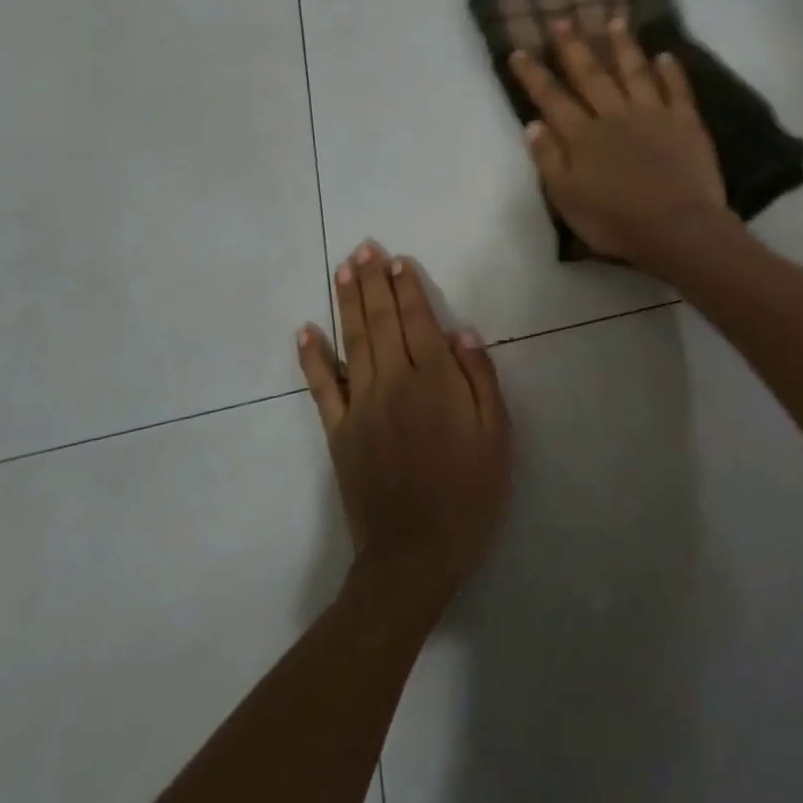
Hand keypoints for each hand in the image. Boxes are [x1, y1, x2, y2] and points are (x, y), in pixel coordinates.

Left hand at [298, 242, 511, 601]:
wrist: (414, 555)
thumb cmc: (468, 496)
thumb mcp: (496, 439)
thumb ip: (481, 382)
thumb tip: (461, 333)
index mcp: (436, 384)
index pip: (418, 322)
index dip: (408, 289)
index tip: (397, 260)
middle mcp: (394, 384)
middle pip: (381, 322)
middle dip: (373, 282)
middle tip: (364, 247)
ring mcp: (360, 407)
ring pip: (352, 342)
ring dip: (347, 302)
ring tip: (343, 269)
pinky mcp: (338, 432)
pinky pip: (322, 387)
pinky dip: (312, 356)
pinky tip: (306, 330)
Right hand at [509, 15, 734, 274]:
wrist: (677, 228)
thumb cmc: (616, 222)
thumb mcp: (567, 199)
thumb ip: (549, 160)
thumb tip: (533, 124)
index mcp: (583, 137)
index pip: (552, 99)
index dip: (534, 75)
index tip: (519, 51)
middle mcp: (614, 115)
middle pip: (591, 75)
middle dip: (574, 47)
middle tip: (562, 19)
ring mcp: (653, 115)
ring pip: (634, 72)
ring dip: (623, 45)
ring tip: (615, 20)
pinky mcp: (686, 123)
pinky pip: (678, 89)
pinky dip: (671, 71)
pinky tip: (665, 55)